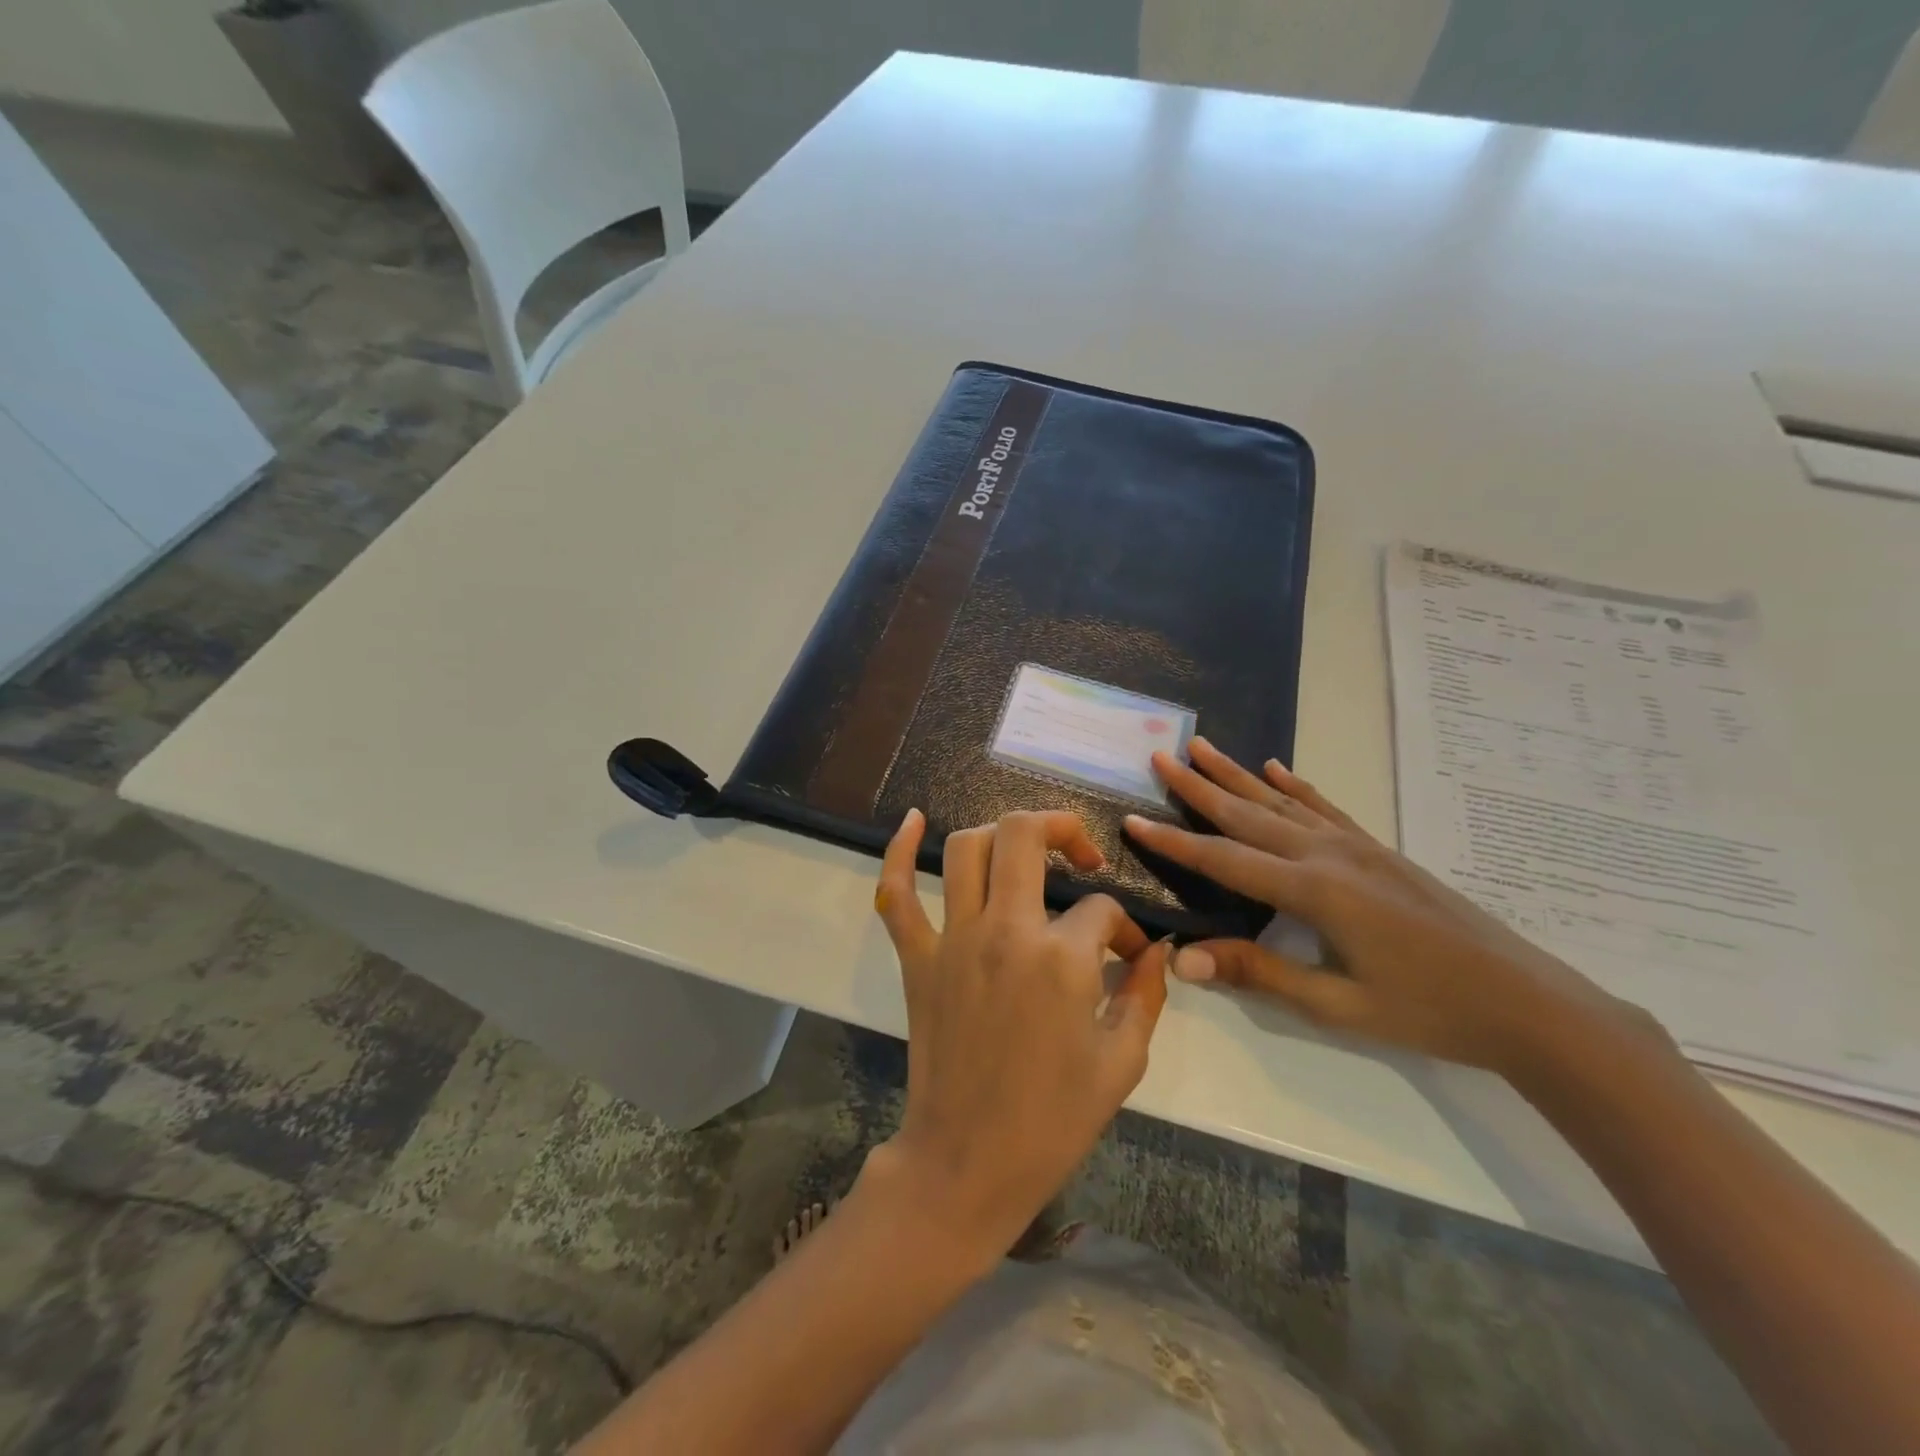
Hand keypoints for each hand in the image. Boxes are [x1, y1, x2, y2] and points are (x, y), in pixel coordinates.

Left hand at [866, 809, 1170, 1265]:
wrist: (969, 1163)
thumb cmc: (1053, 1121)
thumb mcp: (1122, 1063)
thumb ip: (1145, 995)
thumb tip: (1156, 951)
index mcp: (1062, 959)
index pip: (1103, 911)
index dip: (1125, 928)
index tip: (1129, 955)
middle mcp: (1005, 931)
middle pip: (1025, 835)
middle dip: (1062, 829)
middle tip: (1081, 855)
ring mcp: (953, 940)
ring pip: (966, 848)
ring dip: (999, 835)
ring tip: (1023, 851)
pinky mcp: (917, 958)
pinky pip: (896, 893)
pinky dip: (899, 851)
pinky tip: (913, 820)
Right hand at [1123, 739, 1660, 1077]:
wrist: (1527, 1002)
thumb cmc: (1428, 1010)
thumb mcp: (1337, 1005)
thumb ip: (1259, 974)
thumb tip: (1184, 960)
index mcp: (1312, 891)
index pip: (1223, 859)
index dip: (1174, 840)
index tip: (1132, 817)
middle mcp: (1328, 855)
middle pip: (1248, 814)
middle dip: (1199, 785)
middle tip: (1161, 755)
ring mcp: (1356, 846)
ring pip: (1281, 801)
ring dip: (1237, 774)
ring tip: (1203, 747)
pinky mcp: (1378, 850)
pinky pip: (1325, 808)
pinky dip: (1295, 785)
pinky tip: (1276, 768)